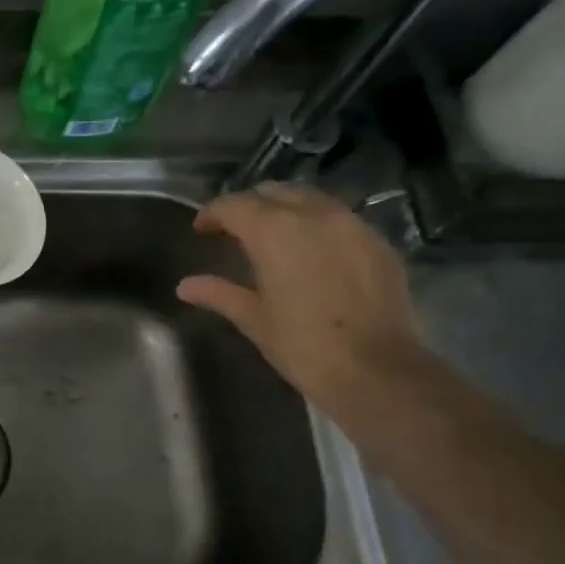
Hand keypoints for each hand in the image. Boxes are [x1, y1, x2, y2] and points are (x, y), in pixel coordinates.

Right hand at [176, 182, 423, 404]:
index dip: (213, 213)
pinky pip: (340, 219)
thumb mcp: (254, 319)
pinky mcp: (379, 242)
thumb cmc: (303, 346)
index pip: (235, 204)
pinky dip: (318, 225)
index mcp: (275, 231)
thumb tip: (185, 286)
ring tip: (274, 236)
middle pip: (274, 192)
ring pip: (311, 199)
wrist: (376, 371)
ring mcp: (353, 225)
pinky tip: (313, 252)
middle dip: (250, 205)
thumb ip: (219, 293)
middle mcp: (315, 215)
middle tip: (235, 230)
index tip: (202, 229)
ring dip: (286, 209)